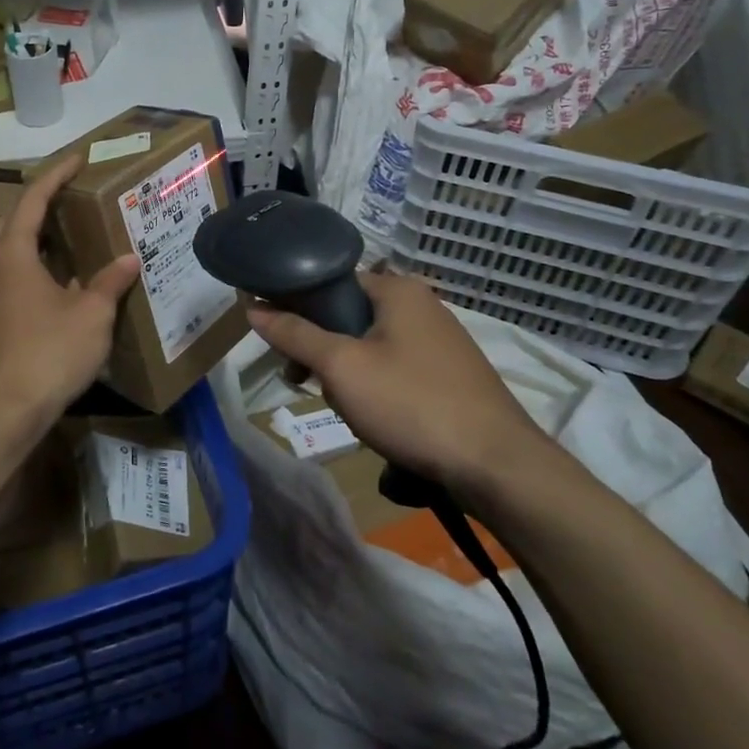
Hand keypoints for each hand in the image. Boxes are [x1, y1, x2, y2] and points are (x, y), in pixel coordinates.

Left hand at [0, 154, 139, 438]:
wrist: (3, 411)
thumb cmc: (48, 353)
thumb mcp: (90, 315)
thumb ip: (109, 282)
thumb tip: (128, 258)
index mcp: (14, 253)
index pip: (33, 198)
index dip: (56, 175)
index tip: (78, 159)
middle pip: (15, 220)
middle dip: (42, 201)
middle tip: (75, 194)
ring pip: (12, 249)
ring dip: (38, 234)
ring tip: (72, 231)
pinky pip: (13, 274)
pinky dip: (36, 263)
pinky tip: (63, 279)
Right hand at [247, 271, 542, 489]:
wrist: (497, 466)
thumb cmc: (411, 403)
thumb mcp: (341, 367)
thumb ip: (294, 334)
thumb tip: (252, 308)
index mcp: (399, 289)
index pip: (332, 282)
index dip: (298, 309)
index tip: (281, 345)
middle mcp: (423, 306)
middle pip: (350, 317)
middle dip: (323, 351)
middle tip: (306, 383)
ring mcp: (443, 342)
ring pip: (372, 348)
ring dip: (349, 376)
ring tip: (346, 410)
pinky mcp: (453, 376)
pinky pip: (398, 370)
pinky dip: (378, 389)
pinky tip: (379, 422)